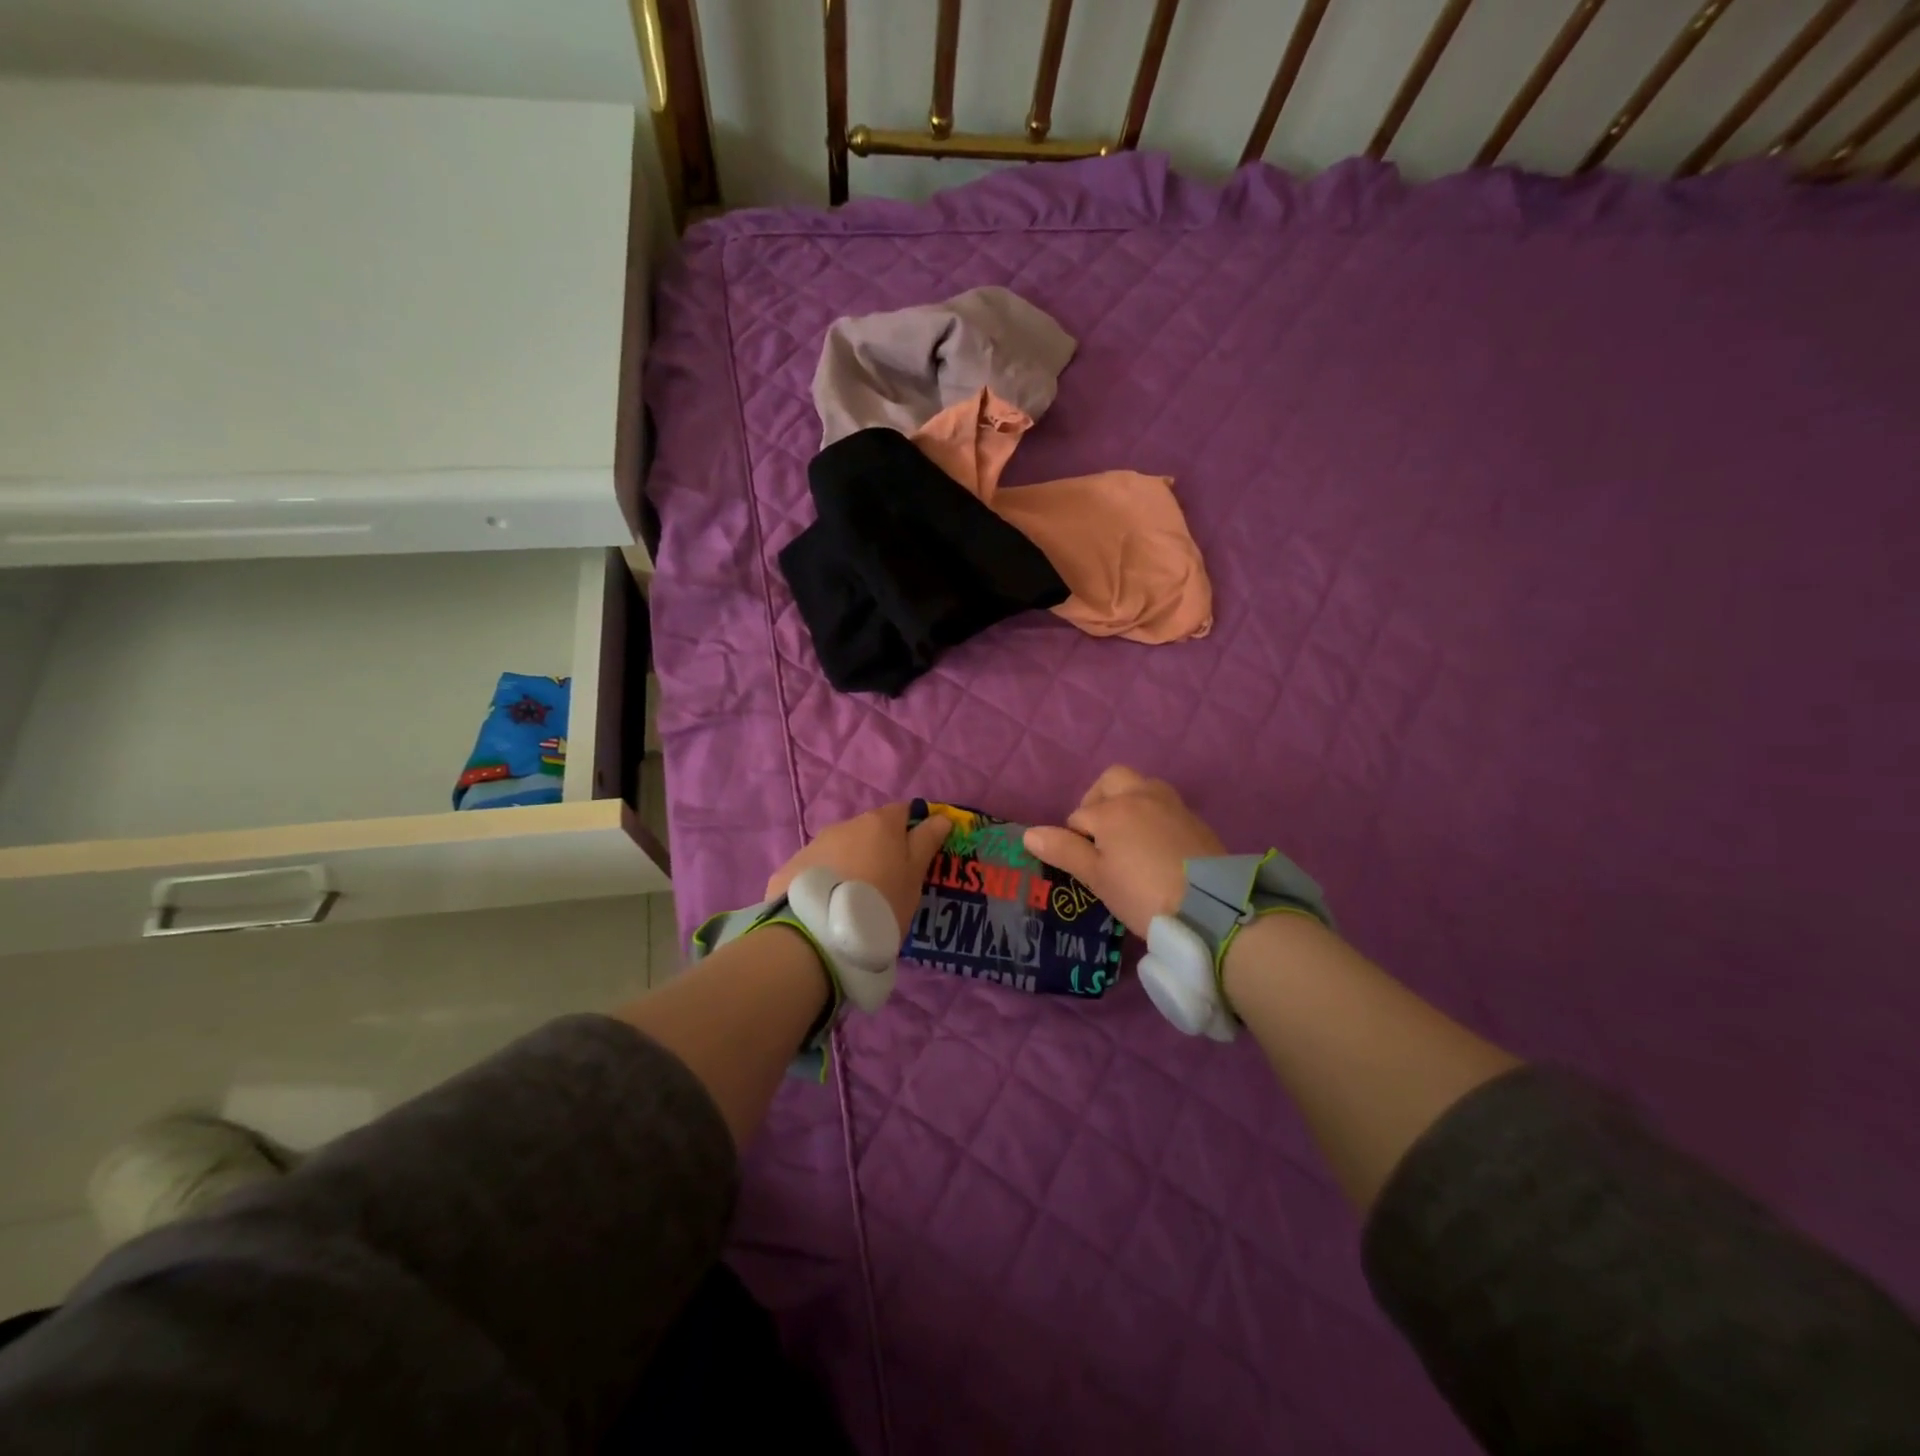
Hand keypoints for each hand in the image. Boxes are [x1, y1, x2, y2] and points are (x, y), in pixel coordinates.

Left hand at [767, 802, 952, 941]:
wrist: (819, 933)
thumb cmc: (881, 901)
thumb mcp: (913, 876)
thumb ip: (926, 842)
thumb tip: (941, 816)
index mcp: (879, 823)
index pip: (904, 812)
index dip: (914, 829)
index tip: (919, 854)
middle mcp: (845, 825)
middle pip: (870, 832)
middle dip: (879, 851)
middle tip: (887, 885)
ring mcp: (814, 845)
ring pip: (842, 850)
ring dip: (851, 865)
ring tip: (855, 901)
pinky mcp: (791, 868)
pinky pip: (817, 870)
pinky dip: (826, 881)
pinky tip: (828, 907)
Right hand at [1022, 766, 1224, 930]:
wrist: (1210, 907)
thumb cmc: (1142, 893)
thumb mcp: (1097, 877)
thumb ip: (1064, 850)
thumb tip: (1029, 833)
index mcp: (1113, 809)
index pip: (1078, 817)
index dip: (1074, 840)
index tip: (1083, 866)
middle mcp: (1142, 795)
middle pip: (1112, 780)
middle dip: (1099, 800)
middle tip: (1098, 834)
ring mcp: (1173, 805)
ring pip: (1142, 787)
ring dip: (1128, 802)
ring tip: (1127, 838)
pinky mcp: (1195, 820)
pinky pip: (1165, 805)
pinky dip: (1153, 816)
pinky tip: (1155, 847)